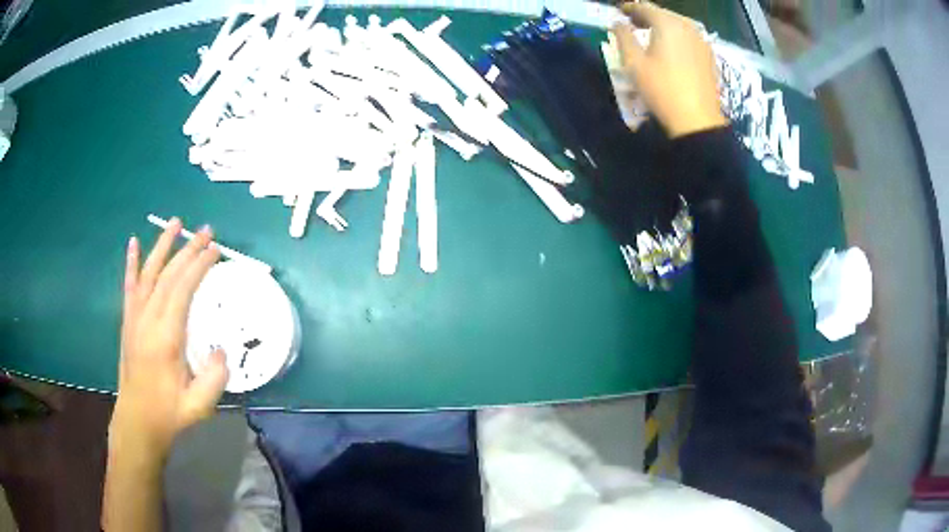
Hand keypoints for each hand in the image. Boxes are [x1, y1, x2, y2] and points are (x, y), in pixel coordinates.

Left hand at [109, 218, 227, 462]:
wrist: (137, 420)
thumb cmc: (169, 413)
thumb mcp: (198, 405)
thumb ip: (214, 378)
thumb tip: (221, 349)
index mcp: (165, 337)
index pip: (182, 290)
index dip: (199, 266)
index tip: (215, 250)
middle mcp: (147, 320)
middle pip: (168, 275)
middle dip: (188, 249)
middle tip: (207, 231)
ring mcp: (134, 318)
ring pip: (148, 273)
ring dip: (162, 246)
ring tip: (176, 223)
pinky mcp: (128, 321)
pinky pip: (129, 286)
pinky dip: (131, 263)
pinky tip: (133, 244)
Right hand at [612, 2, 727, 137]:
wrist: (697, 120)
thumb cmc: (662, 89)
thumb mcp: (634, 63)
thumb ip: (623, 36)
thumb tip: (618, 23)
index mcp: (667, 23)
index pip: (644, 7)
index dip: (629, 8)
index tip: (619, 11)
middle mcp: (687, 26)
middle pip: (663, 14)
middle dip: (646, 16)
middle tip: (633, 23)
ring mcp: (701, 40)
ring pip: (678, 25)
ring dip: (662, 26)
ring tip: (651, 35)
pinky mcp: (709, 55)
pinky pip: (689, 37)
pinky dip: (677, 37)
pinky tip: (671, 47)